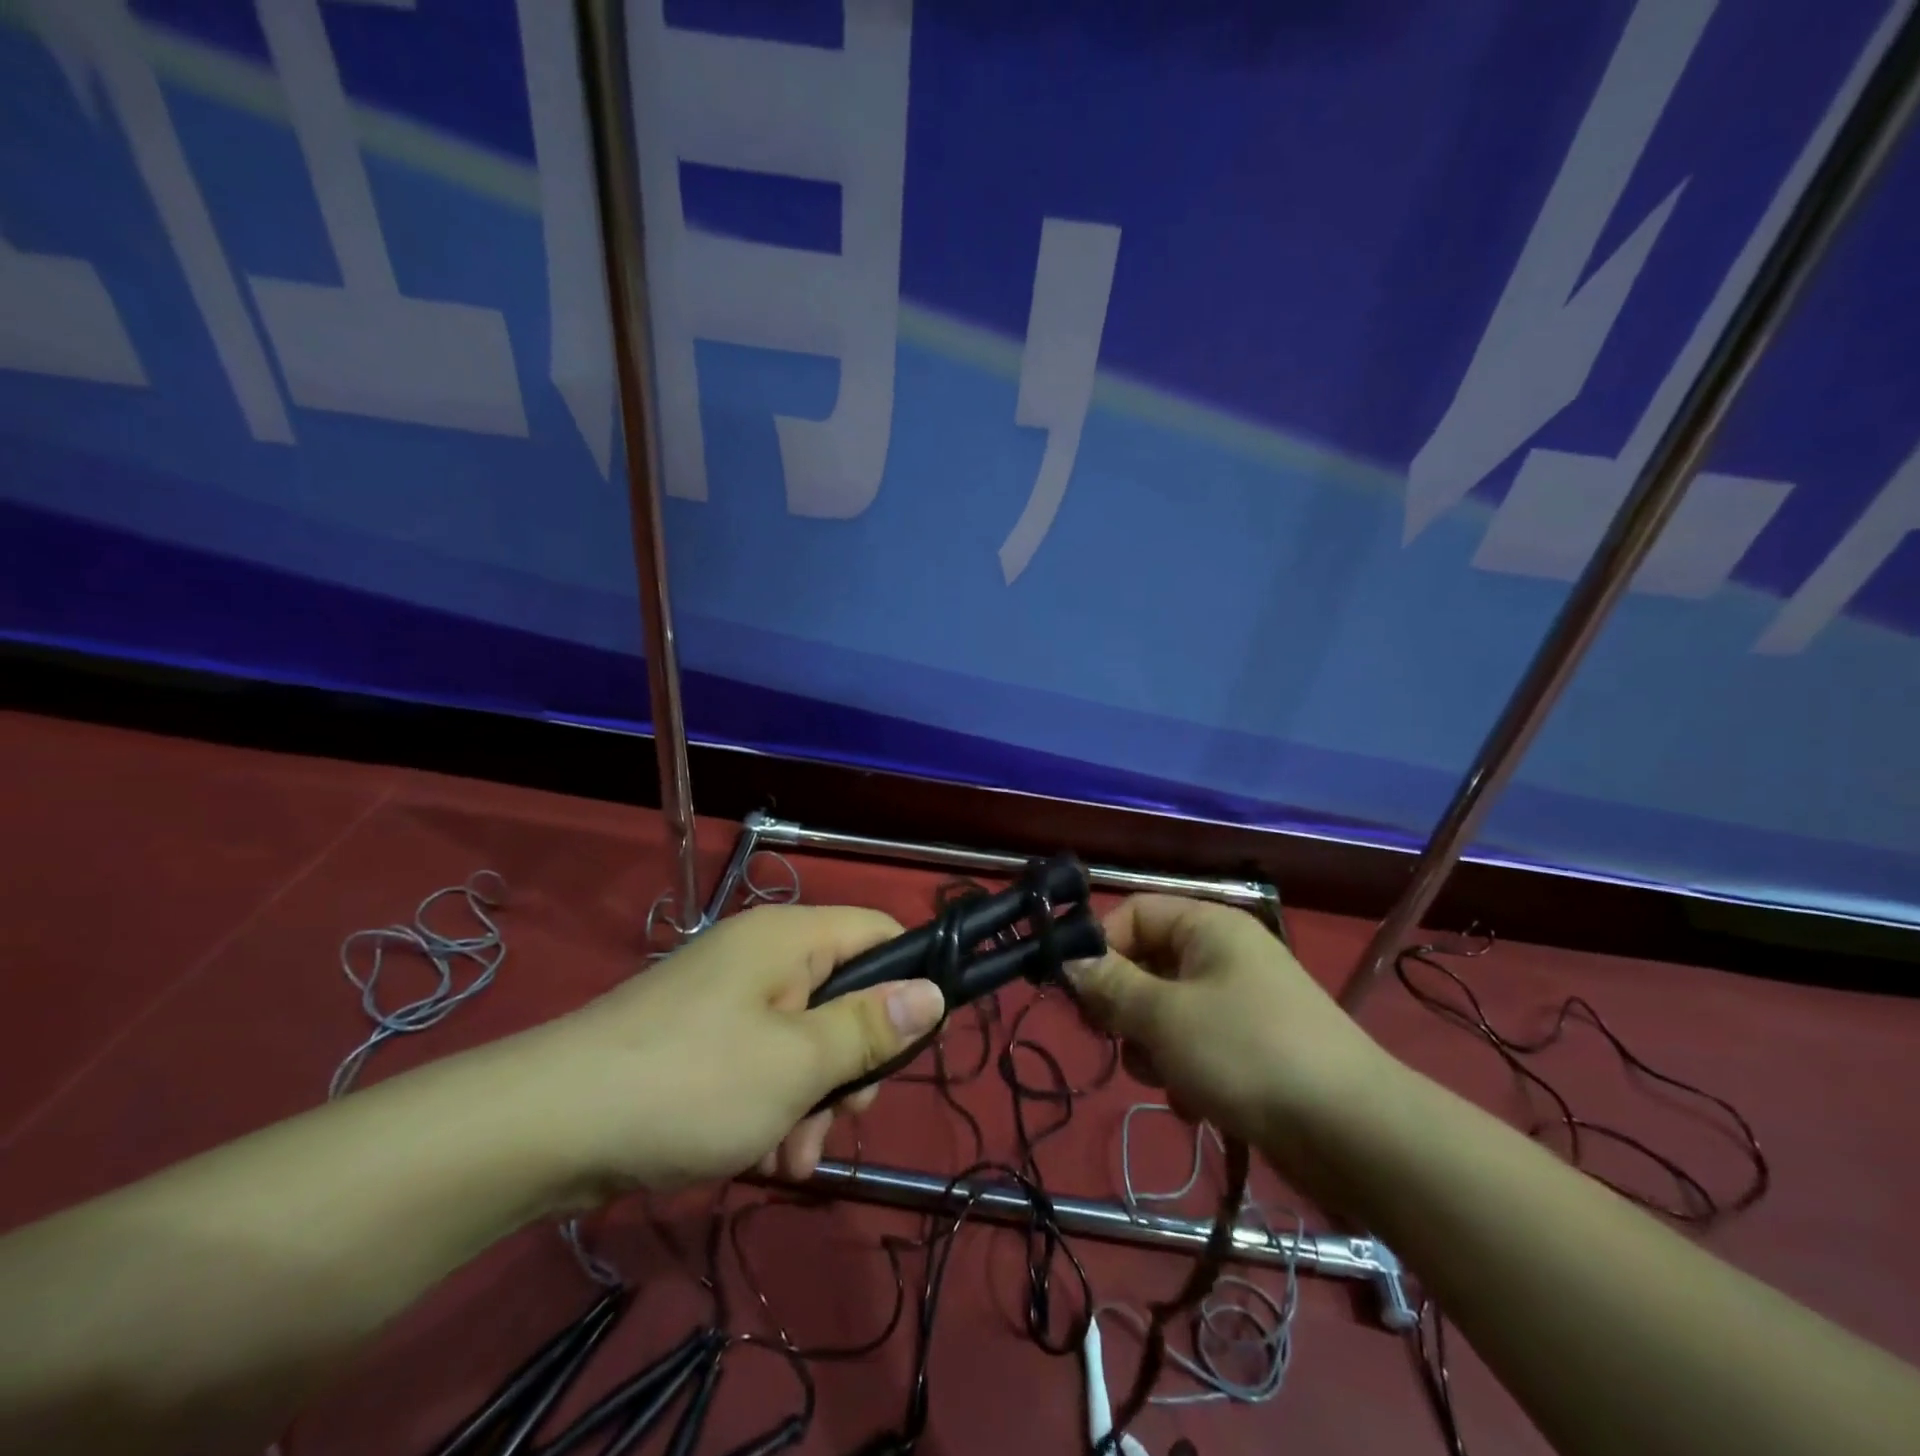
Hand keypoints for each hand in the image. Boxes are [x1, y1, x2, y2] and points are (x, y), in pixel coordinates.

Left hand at [516, 904, 945, 1197]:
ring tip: (790, 1159)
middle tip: (844, 1117)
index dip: (909, 979)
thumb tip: (934, 993)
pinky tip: (759, 1159)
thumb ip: (871, 1027)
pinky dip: (770, 1108)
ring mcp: (727, 1000)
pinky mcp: (698, 1042)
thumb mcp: (797, 1063)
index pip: (879, 932)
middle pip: (844, 995)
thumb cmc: (689, 1083)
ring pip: (804, 1041)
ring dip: (812, 1101)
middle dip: (852, 1064)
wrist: (542, 1129)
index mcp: (790, 938)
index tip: (912, 1045)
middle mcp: (762, 957)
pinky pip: (761, 1064)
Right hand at [1071, 895, 1392, 1184]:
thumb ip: (1110, 986)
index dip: (1100, 948)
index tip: (1076, 993)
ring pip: (1167, 1010)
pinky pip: (1197, 1044)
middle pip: (1147, 964)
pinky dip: (1185, 1070)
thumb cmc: (1245, 1052)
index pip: (1133, 914)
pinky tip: (1194, 1103)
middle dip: (1125, 1007)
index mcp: (1208, 926)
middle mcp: (1224, 954)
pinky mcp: (1254, 1046)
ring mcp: (1242, 1001)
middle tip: (1115, 1041)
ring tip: (1166, 1078)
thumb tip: (1068, 962)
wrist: (1352, 1132)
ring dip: (1153, 1046)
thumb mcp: (1163, 1016)